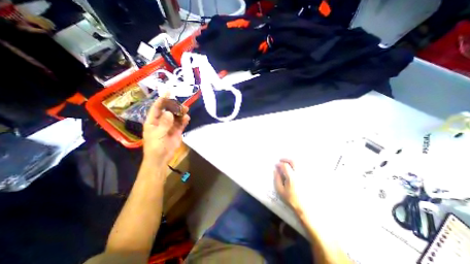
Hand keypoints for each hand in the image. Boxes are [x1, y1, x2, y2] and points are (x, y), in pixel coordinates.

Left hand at [143, 98, 189, 165]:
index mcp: (153, 121)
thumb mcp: (157, 135)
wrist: (161, 158)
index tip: (168, 92)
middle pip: (168, 112)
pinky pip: (181, 124)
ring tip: (186, 110)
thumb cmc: (154, 147)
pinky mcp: (177, 132)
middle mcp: (162, 122)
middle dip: (174, 107)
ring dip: (181, 113)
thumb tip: (169, 113)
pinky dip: (184, 121)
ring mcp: (170, 127)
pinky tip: (187, 118)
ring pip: (176, 117)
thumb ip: (164, 124)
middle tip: (181, 104)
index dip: (162, 100)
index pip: (157, 108)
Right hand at [272, 160, 304, 215]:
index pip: (285, 166)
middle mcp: (299, 174)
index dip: (279, 164)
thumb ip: (277, 179)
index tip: (276, 165)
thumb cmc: (291, 199)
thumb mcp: (280, 190)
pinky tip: (294, 168)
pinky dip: (298, 165)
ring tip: (287, 163)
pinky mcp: (309, 177)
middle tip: (281, 160)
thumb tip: (275, 170)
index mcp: (292, 177)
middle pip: (293, 161)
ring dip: (292, 161)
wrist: (305, 208)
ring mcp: (305, 175)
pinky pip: (304, 167)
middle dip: (286, 159)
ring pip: (299, 163)